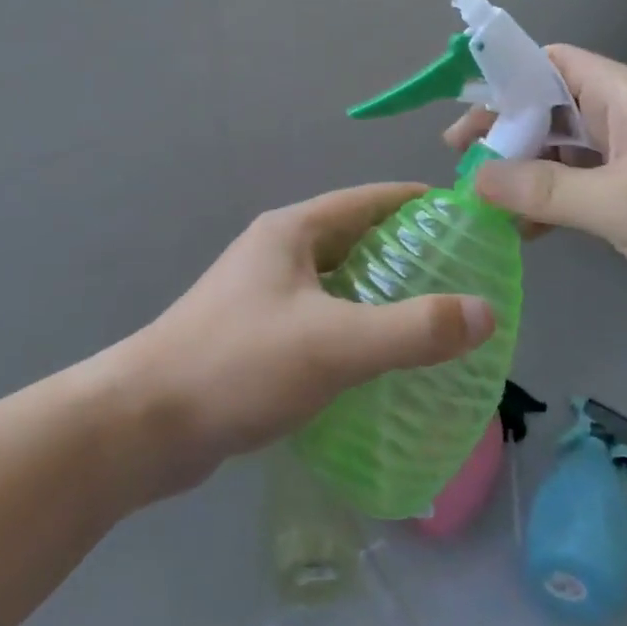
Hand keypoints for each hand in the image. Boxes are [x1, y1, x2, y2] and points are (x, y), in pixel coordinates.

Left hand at [122, 184, 495, 490]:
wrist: (141, 426)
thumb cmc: (238, 364)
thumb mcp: (334, 344)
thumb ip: (413, 330)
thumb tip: (485, 312)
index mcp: (293, 231)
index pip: (370, 199)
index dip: (419, 204)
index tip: (467, 220)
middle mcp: (278, 251)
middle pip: (356, 238)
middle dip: (407, 252)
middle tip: (462, 276)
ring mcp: (263, 294)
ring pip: (338, 282)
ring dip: (381, 293)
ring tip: (433, 317)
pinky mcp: (256, 335)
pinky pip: (321, 318)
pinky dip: (355, 327)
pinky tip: (381, 360)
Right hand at [443, 46, 626, 334]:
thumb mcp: (620, 202)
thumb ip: (543, 190)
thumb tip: (476, 180)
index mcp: (621, 96)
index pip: (549, 62)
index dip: (504, 77)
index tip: (464, 113)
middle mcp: (622, 120)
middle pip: (547, 109)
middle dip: (503, 132)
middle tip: (460, 163)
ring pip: (560, 154)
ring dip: (522, 173)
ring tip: (479, 200)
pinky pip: (579, 190)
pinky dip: (549, 205)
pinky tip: (522, 232)